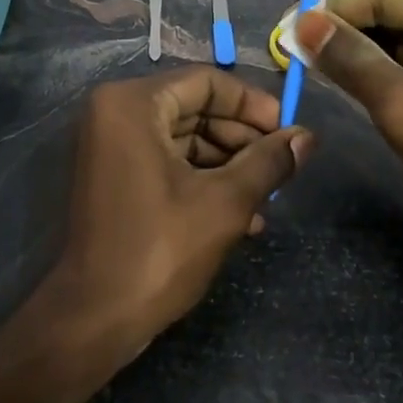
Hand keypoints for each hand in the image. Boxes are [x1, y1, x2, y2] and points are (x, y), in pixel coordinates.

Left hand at [53, 67, 311, 346]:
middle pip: (196, 108)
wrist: (93, 320)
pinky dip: (203, 180)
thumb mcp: (225, 203)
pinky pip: (166, 161)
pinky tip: (244, 216)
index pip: (207, 82)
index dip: (254, 105)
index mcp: (133, 104)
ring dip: (229, 165)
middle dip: (243, 140)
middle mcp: (115, 113)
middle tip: (282, 167)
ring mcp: (111, 146)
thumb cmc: (158, 250)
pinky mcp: (113, 176)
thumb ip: (269, 162)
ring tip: (268, 200)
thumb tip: (309, 137)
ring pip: (185, 138)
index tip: (289, 132)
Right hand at [296, 0, 402, 277]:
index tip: (285, 26)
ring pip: (395, 44)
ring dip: (354, 55)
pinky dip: (374, 76)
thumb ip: (350, 59)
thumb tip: (302, 21)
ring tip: (303, 65)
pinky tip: (338, 82)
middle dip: (341, 32)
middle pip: (389, 15)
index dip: (333, 9)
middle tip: (288, 50)